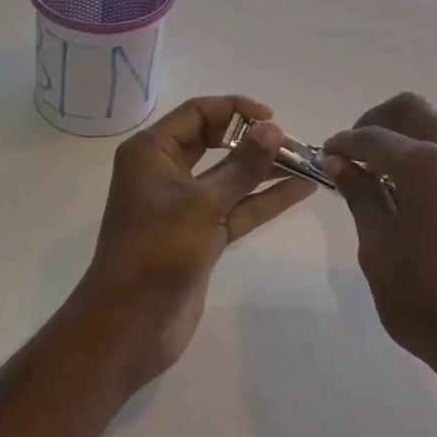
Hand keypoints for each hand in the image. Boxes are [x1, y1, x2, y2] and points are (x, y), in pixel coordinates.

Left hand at [72, 94, 315, 389]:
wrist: (130, 327)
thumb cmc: (158, 252)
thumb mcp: (203, 205)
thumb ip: (243, 166)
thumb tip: (274, 128)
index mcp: (151, 152)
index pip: (198, 113)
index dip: (236, 109)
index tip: (273, 118)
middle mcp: (165, 170)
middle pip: (215, 140)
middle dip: (253, 140)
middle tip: (293, 142)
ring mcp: (184, 204)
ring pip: (229, 175)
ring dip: (264, 169)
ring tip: (306, 162)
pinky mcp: (200, 233)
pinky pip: (236, 206)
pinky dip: (263, 199)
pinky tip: (299, 189)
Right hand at [324, 93, 436, 391]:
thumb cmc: (430, 307)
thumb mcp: (379, 253)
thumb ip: (361, 196)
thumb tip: (341, 162)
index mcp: (426, 166)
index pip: (372, 137)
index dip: (344, 143)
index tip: (327, 155)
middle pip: (411, 110)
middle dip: (377, 121)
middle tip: (357, 152)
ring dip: (413, 134)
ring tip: (394, 168)